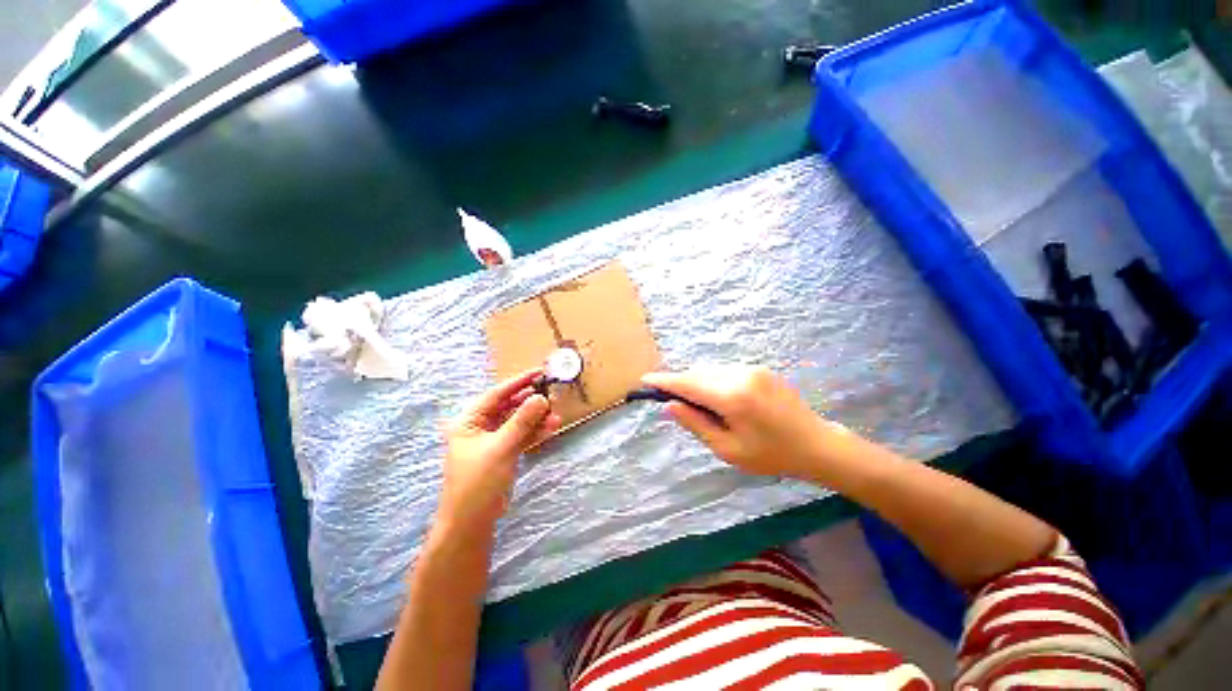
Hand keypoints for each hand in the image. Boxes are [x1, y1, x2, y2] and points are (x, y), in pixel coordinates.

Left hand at [438, 370, 561, 530]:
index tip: (538, 372)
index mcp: (469, 421)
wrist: (471, 523)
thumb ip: (522, 422)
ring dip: (536, 418)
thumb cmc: (478, 482)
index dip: (518, 382)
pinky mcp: (504, 452)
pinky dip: (535, 432)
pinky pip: (521, 436)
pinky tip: (552, 427)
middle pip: (509, 406)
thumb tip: (541, 398)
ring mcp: (493, 440)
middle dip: (530, 402)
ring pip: (518, 421)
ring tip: (556, 414)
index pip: (496, 394)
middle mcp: (479, 427)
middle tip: (552, 394)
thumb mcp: (501, 448)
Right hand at [642, 365, 846, 480]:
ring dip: (698, 383)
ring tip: (701, 406)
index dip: (664, 381)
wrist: (816, 444)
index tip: (646, 378)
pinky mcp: (759, 369)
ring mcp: (752, 369)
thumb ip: (696, 424)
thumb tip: (670, 405)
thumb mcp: (728, 449)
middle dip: (681, 384)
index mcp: (732, 397)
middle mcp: (740, 375)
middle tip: (674, 402)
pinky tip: (720, 399)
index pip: (688, 383)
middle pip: (698, 373)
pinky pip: (725, 371)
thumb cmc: (771, 455)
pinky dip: (713, 381)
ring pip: (711, 370)